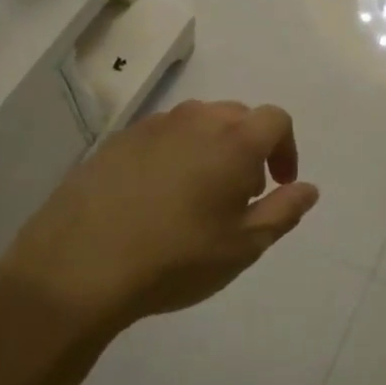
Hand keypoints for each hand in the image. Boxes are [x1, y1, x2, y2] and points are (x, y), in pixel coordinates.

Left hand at [0, 100, 319, 335]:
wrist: (78, 267)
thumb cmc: (176, 258)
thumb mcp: (243, 246)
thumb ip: (283, 211)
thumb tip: (307, 188)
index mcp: (233, 141)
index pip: (276, 119)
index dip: (286, 148)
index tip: (278, 184)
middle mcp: (195, 121)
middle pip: (237, 117)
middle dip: (250, 148)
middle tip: (239, 196)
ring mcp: (151, 127)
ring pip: (197, 124)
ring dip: (211, 149)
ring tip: (198, 197)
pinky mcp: (117, 141)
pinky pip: (161, 136)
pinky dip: (174, 155)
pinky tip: (156, 198)